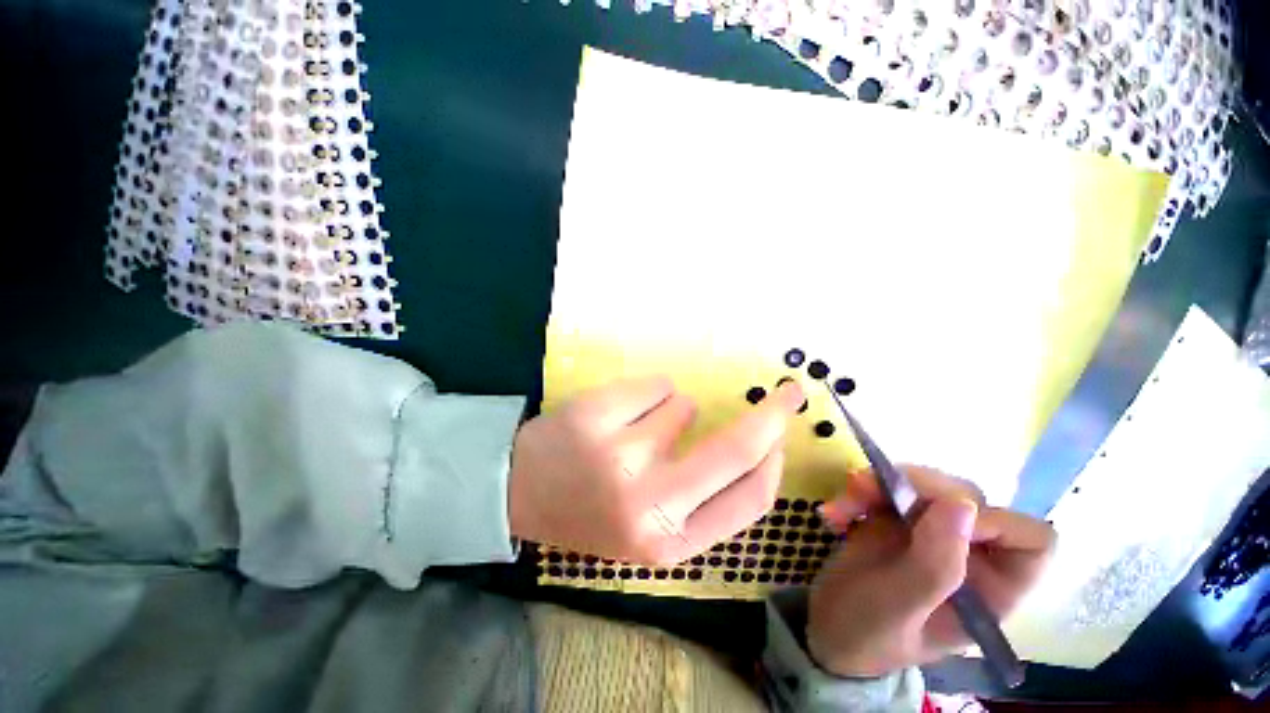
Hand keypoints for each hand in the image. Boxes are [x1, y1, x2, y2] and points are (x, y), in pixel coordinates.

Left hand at [509, 376, 803, 564]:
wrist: (520, 493)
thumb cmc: (592, 510)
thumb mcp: (650, 528)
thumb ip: (703, 498)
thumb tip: (758, 446)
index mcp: (668, 542)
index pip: (749, 501)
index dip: (774, 461)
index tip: (782, 434)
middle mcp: (648, 504)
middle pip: (735, 449)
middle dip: (772, 414)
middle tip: (788, 393)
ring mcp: (619, 456)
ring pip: (684, 404)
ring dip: (674, 408)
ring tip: (636, 426)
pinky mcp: (596, 416)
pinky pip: (654, 384)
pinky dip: (649, 391)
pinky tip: (617, 413)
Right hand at [807, 466, 1054, 677]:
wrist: (827, 631)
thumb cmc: (867, 634)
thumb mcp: (897, 609)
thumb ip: (933, 566)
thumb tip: (961, 504)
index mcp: (991, 589)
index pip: (1030, 540)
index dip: (994, 521)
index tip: (938, 519)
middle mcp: (968, 555)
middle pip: (967, 498)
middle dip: (915, 489)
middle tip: (863, 491)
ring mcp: (930, 533)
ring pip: (923, 485)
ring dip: (877, 485)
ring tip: (841, 505)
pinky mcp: (896, 519)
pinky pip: (887, 487)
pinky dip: (860, 491)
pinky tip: (835, 512)